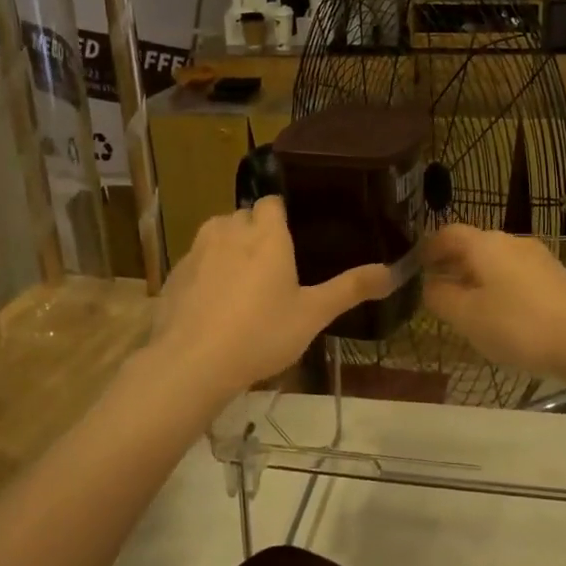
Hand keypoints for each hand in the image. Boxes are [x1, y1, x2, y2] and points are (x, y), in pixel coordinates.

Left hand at [149, 197, 393, 404]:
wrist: (192, 363)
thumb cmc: (261, 333)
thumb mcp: (313, 314)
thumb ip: (350, 289)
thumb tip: (392, 271)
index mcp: (266, 234)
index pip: (273, 202)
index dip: (281, 216)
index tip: (293, 237)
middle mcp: (229, 230)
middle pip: (244, 216)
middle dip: (256, 232)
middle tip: (273, 267)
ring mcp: (197, 250)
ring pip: (217, 234)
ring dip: (229, 248)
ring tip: (242, 283)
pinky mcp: (174, 274)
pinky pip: (195, 261)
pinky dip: (205, 272)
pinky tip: (213, 304)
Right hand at [421, 225, 565, 381]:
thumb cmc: (519, 325)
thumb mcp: (468, 317)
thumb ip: (441, 297)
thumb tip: (429, 284)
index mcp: (485, 244)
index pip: (447, 234)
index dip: (428, 248)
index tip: (415, 267)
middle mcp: (511, 241)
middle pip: (473, 245)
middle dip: (452, 264)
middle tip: (435, 289)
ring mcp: (537, 257)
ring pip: (495, 261)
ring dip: (476, 277)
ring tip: (466, 306)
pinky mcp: (556, 277)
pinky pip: (515, 274)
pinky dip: (499, 286)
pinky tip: (500, 314)